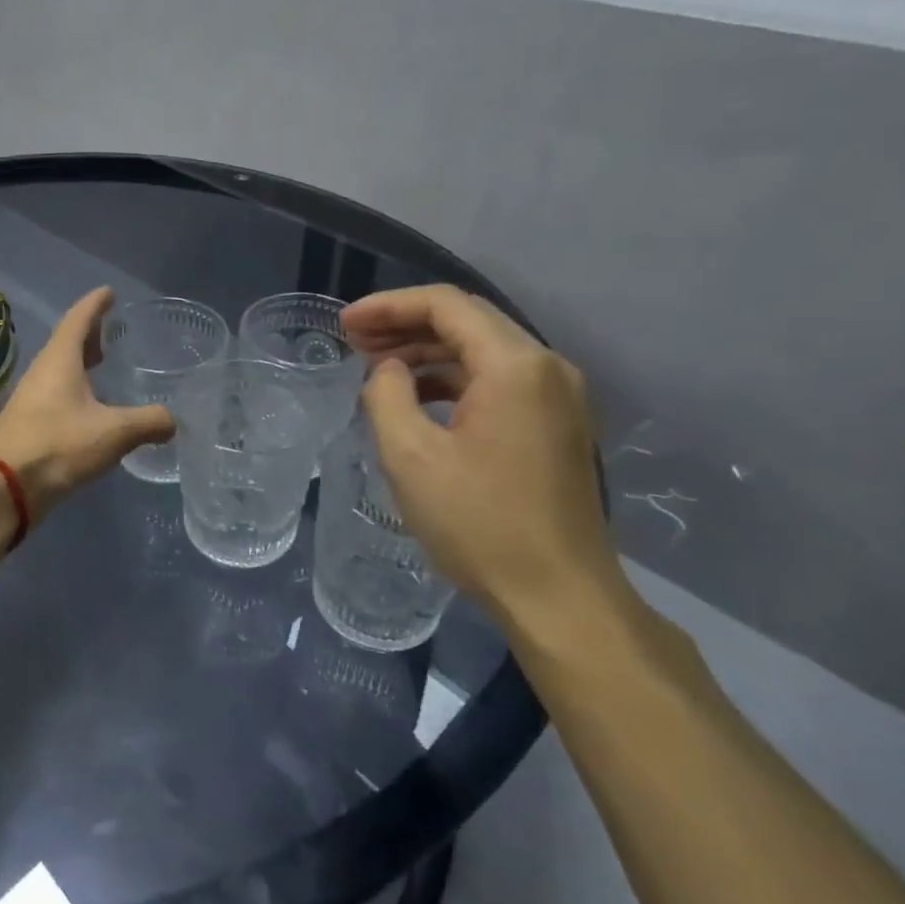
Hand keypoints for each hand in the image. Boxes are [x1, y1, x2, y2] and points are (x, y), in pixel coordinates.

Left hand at [0, 287, 175, 521]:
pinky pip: (57, 395)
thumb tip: (173, 420)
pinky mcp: (29, 424)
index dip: (96, 304)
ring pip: (60, 370)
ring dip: (82, 364)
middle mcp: (43, 372)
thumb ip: (148, 422)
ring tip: (105, 365)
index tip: (109, 292)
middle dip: (90, 334)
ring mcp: (32, 399)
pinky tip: (92, 408)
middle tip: (113, 329)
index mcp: (60, 360)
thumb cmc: (58, 446)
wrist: (3, 487)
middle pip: (67, 342)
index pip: (79, 319)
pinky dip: (76, 390)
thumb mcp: (113, 432)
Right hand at [341, 285, 618, 625]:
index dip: (388, 306)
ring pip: (483, 350)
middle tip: (354, 340)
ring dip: (428, 351)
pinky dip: (453, 378)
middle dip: (406, 324)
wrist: (560, 597)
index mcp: (516, 365)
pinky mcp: (558, 425)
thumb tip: (386, 371)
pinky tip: (418, 398)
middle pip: (468, 320)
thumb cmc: (480, 524)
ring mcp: (559, 397)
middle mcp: (547, 367)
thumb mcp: (410, 457)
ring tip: (377, 367)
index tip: (344, 324)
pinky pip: (498, 381)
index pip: (446, 305)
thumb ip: (386, 395)